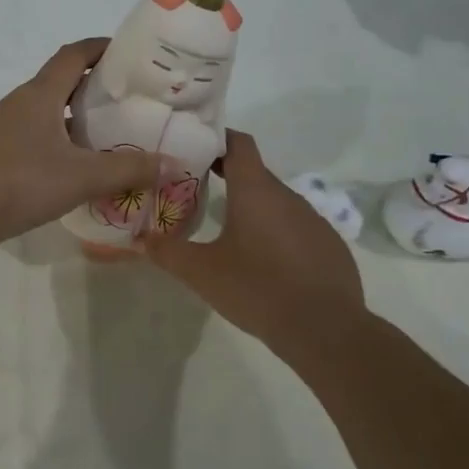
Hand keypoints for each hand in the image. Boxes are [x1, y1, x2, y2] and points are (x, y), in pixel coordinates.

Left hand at [0, 38, 171, 251]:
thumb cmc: (23, 183)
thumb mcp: (83, 177)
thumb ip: (129, 169)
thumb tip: (175, 165)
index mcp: (39, 94)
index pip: (73, 55)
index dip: (100, 48)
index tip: (127, 53)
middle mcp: (16, 102)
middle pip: (57, 82)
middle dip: (90, 86)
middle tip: (122, 101)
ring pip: (40, 110)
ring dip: (68, 116)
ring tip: (98, 135)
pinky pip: (26, 133)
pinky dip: (50, 138)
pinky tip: (63, 165)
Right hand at [146, 131, 370, 364]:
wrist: (324, 328)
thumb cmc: (257, 289)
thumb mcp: (201, 273)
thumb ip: (167, 252)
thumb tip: (140, 239)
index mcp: (256, 191)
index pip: (239, 144)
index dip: (217, 140)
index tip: (195, 148)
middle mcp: (288, 197)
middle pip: (255, 174)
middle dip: (228, 178)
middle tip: (197, 192)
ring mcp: (314, 220)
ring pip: (276, 204)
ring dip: (253, 209)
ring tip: (228, 230)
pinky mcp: (329, 246)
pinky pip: (296, 229)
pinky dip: (276, 234)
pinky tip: (265, 263)